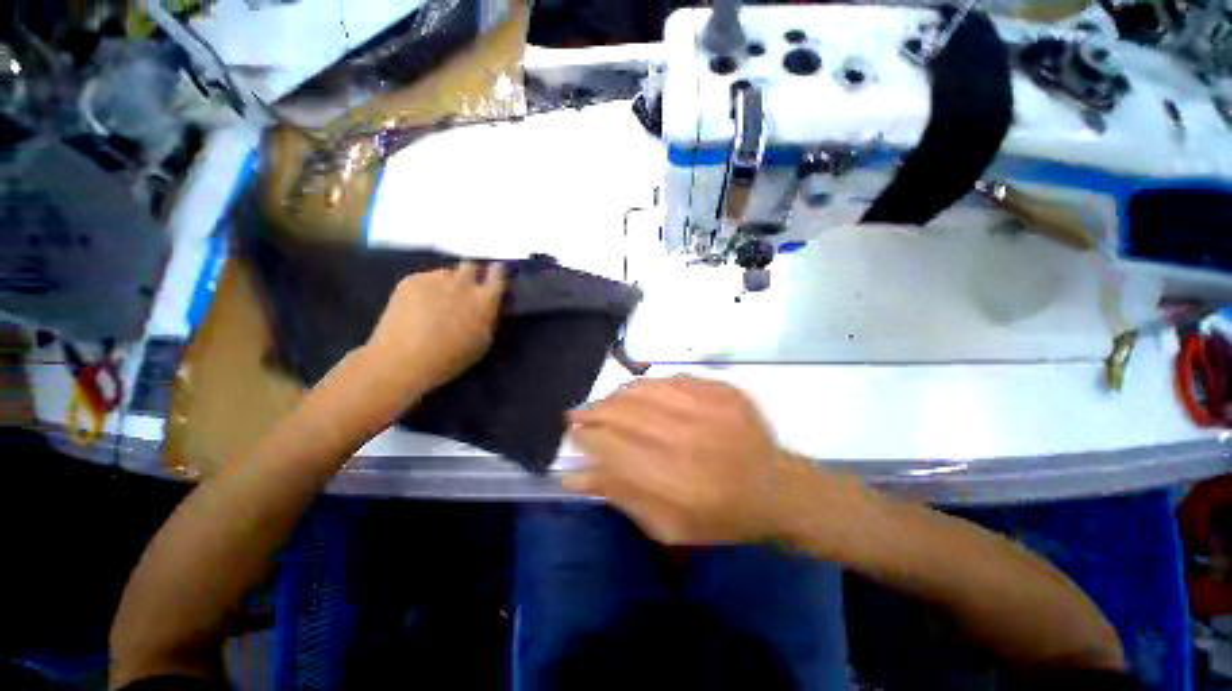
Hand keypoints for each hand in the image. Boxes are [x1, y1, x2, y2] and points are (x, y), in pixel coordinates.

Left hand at [364, 262, 505, 396]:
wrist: (403, 360)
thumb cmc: (451, 358)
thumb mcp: (483, 341)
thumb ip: (490, 318)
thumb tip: (493, 305)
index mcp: (485, 299)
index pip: (499, 273)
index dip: (499, 272)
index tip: (497, 275)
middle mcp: (463, 283)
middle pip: (472, 264)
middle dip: (473, 273)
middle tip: (467, 289)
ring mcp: (435, 278)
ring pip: (447, 272)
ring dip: (449, 282)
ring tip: (440, 299)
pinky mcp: (411, 279)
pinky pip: (426, 277)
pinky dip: (428, 287)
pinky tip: (420, 304)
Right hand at [566, 376, 810, 544]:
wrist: (776, 488)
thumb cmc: (721, 516)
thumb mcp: (668, 526)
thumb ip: (622, 497)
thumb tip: (574, 477)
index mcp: (673, 480)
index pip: (611, 447)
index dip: (586, 437)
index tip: (573, 434)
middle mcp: (687, 438)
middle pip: (624, 413)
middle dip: (593, 412)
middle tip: (579, 414)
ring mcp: (707, 407)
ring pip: (644, 390)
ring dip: (616, 396)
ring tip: (604, 403)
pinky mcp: (721, 390)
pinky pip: (672, 379)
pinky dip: (647, 385)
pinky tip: (637, 392)